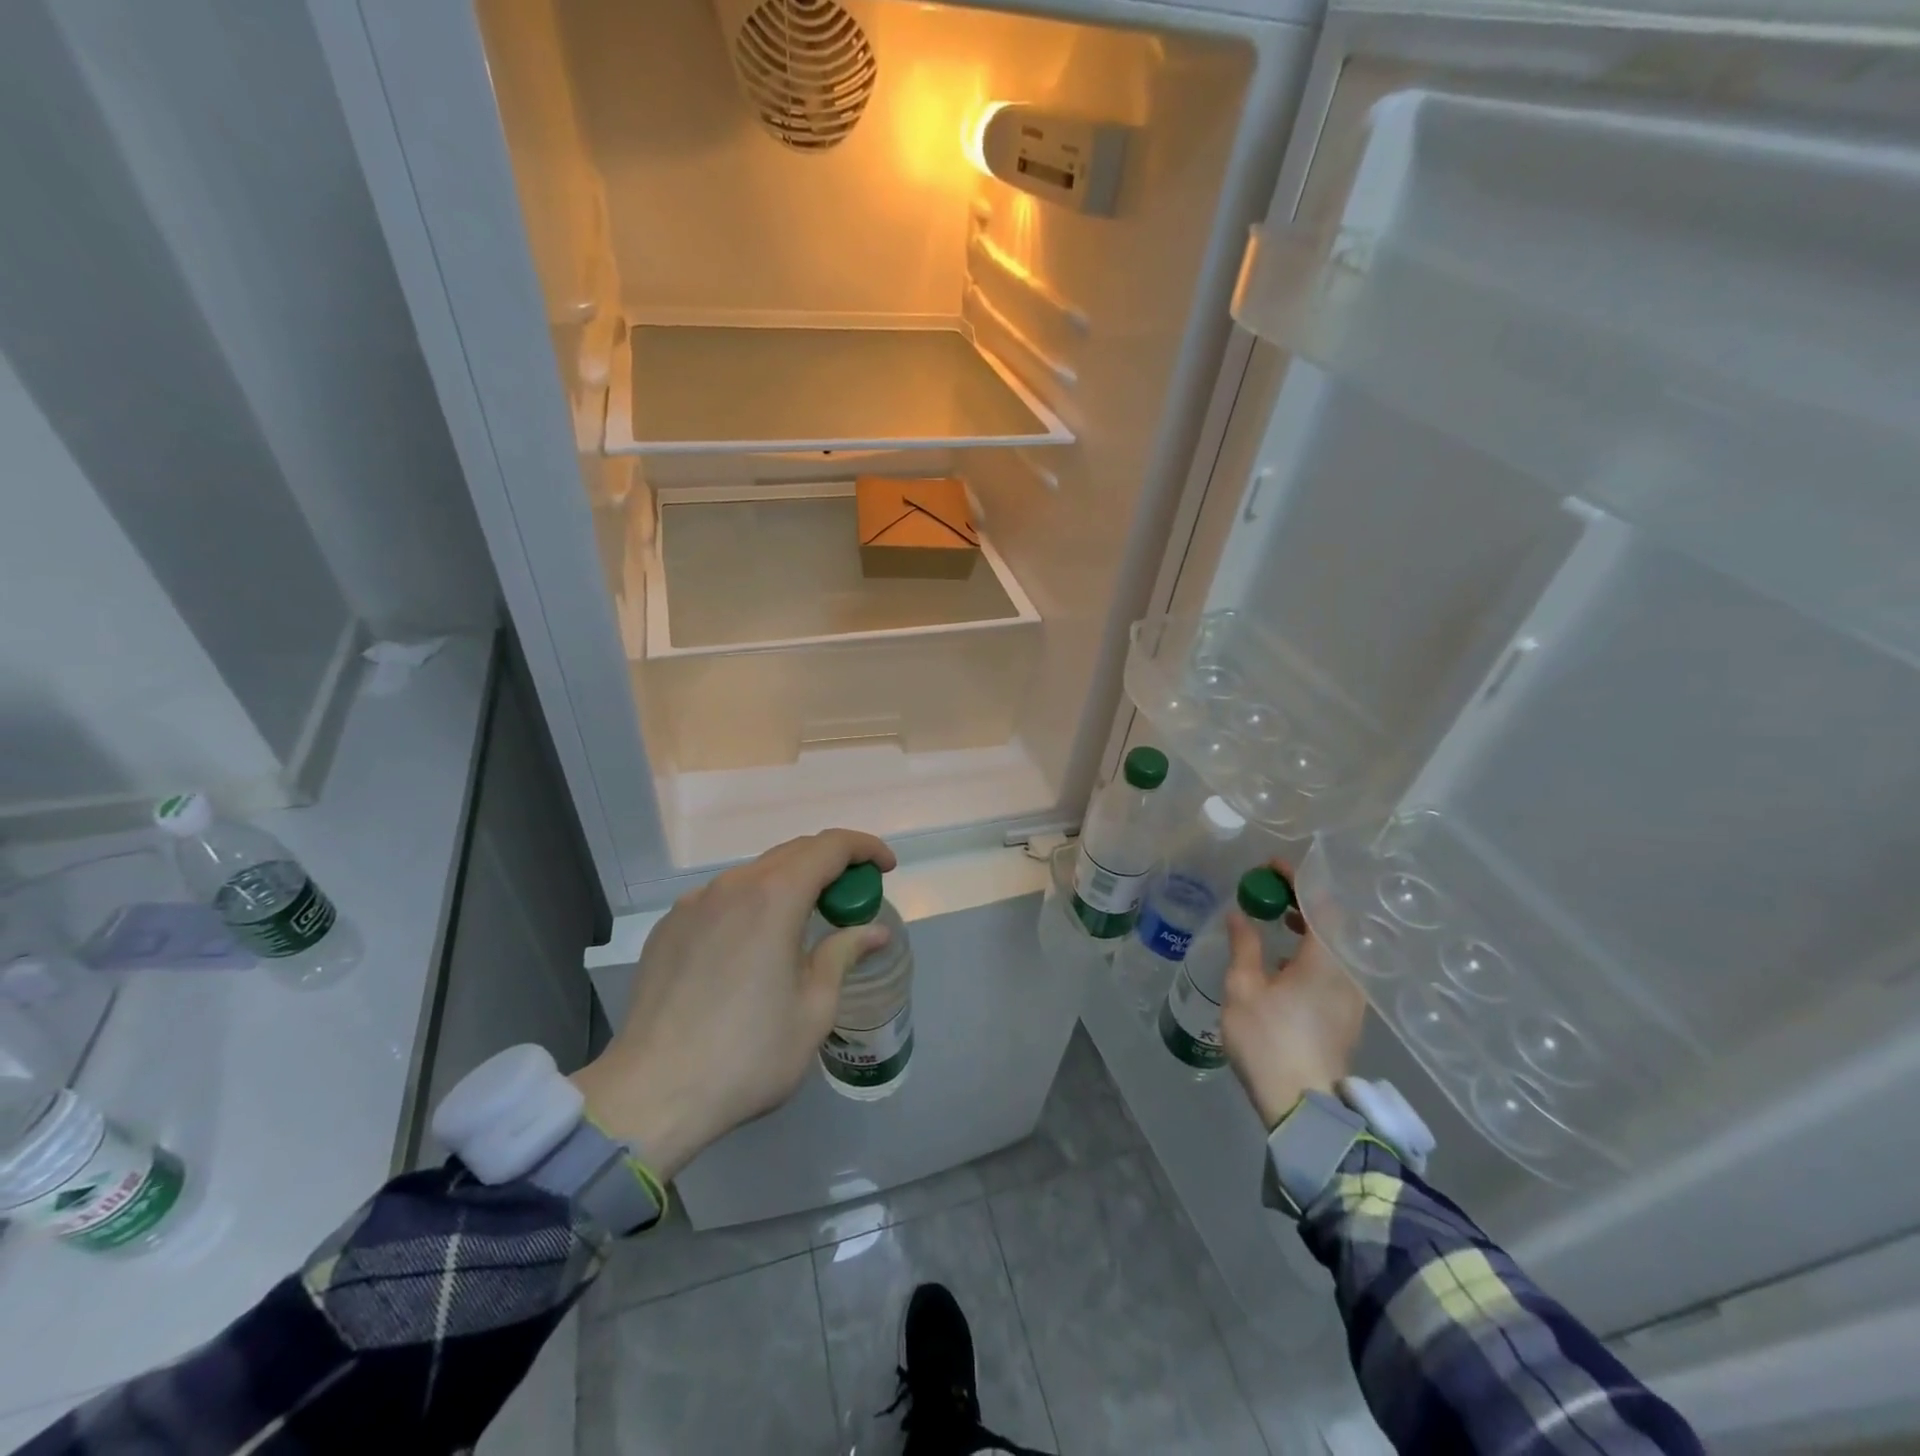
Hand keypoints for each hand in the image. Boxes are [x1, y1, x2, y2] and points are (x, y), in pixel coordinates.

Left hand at [570, 829, 896, 1179]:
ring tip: (805, 924)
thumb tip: (873, 931)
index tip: (886, 867)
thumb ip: (843, 955)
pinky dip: (752, 905)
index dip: (865, 848)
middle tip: (852, 899)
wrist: (651, 1095)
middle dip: (831, 865)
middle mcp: (731, 886)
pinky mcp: (668, 928)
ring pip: (755, 874)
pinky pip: (722, 899)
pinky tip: (753, 947)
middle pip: (792, 853)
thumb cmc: (748, 1055)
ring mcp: (693, 904)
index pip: (829, 847)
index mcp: (773, 898)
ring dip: (790, 884)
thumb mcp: (814, 1009)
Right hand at [1220, 862, 1365, 1129]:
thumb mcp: (1244, 988)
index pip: (1320, 903)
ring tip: (1277, 918)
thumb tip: (1240, 914)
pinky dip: (1313, 949)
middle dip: (1301, 899)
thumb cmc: (1270, 1041)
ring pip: (1335, 945)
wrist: (1304, 1107)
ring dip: (1308, 925)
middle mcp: (1348, 972)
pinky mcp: (1347, 1014)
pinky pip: (1334, 965)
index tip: (1271, 867)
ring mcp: (1352, 995)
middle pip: (1332, 922)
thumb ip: (1244, 945)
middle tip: (1269, 889)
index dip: (1297, 879)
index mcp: (1326, 960)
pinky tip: (1286, 958)